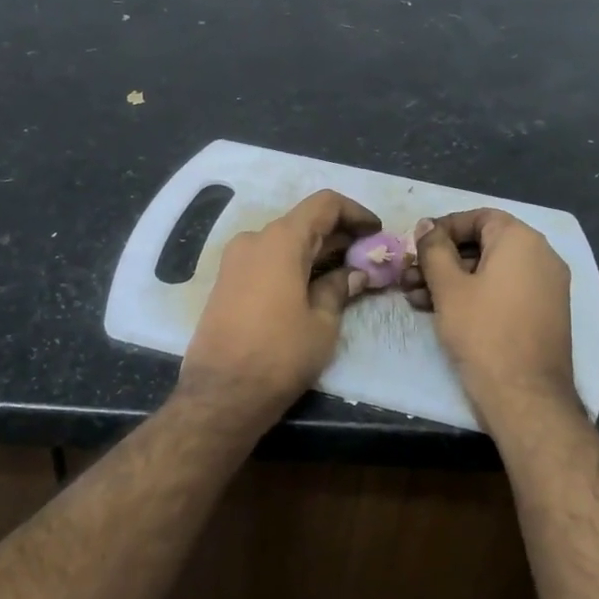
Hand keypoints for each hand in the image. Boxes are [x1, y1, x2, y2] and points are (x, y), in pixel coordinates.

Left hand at [181, 188, 379, 417]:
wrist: (221, 393)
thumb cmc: (279, 355)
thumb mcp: (322, 323)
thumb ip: (340, 288)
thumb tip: (356, 273)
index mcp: (280, 240)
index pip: (324, 204)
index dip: (355, 212)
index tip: (376, 231)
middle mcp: (254, 239)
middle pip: (304, 222)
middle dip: (339, 235)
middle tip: (369, 256)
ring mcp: (235, 260)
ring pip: (285, 242)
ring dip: (317, 251)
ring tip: (348, 273)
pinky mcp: (227, 281)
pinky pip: (267, 260)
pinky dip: (294, 264)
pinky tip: (315, 285)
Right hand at [412, 209, 575, 423]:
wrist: (525, 396)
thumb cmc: (483, 332)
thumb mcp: (448, 287)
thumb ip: (434, 249)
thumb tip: (426, 225)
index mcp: (522, 241)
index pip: (479, 217)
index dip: (443, 228)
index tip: (416, 247)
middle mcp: (541, 256)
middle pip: (483, 244)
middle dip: (442, 259)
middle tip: (410, 276)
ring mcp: (546, 287)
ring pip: (490, 270)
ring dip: (452, 279)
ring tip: (416, 299)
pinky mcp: (542, 313)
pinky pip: (504, 290)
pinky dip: (474, 295)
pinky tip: (440, 311)